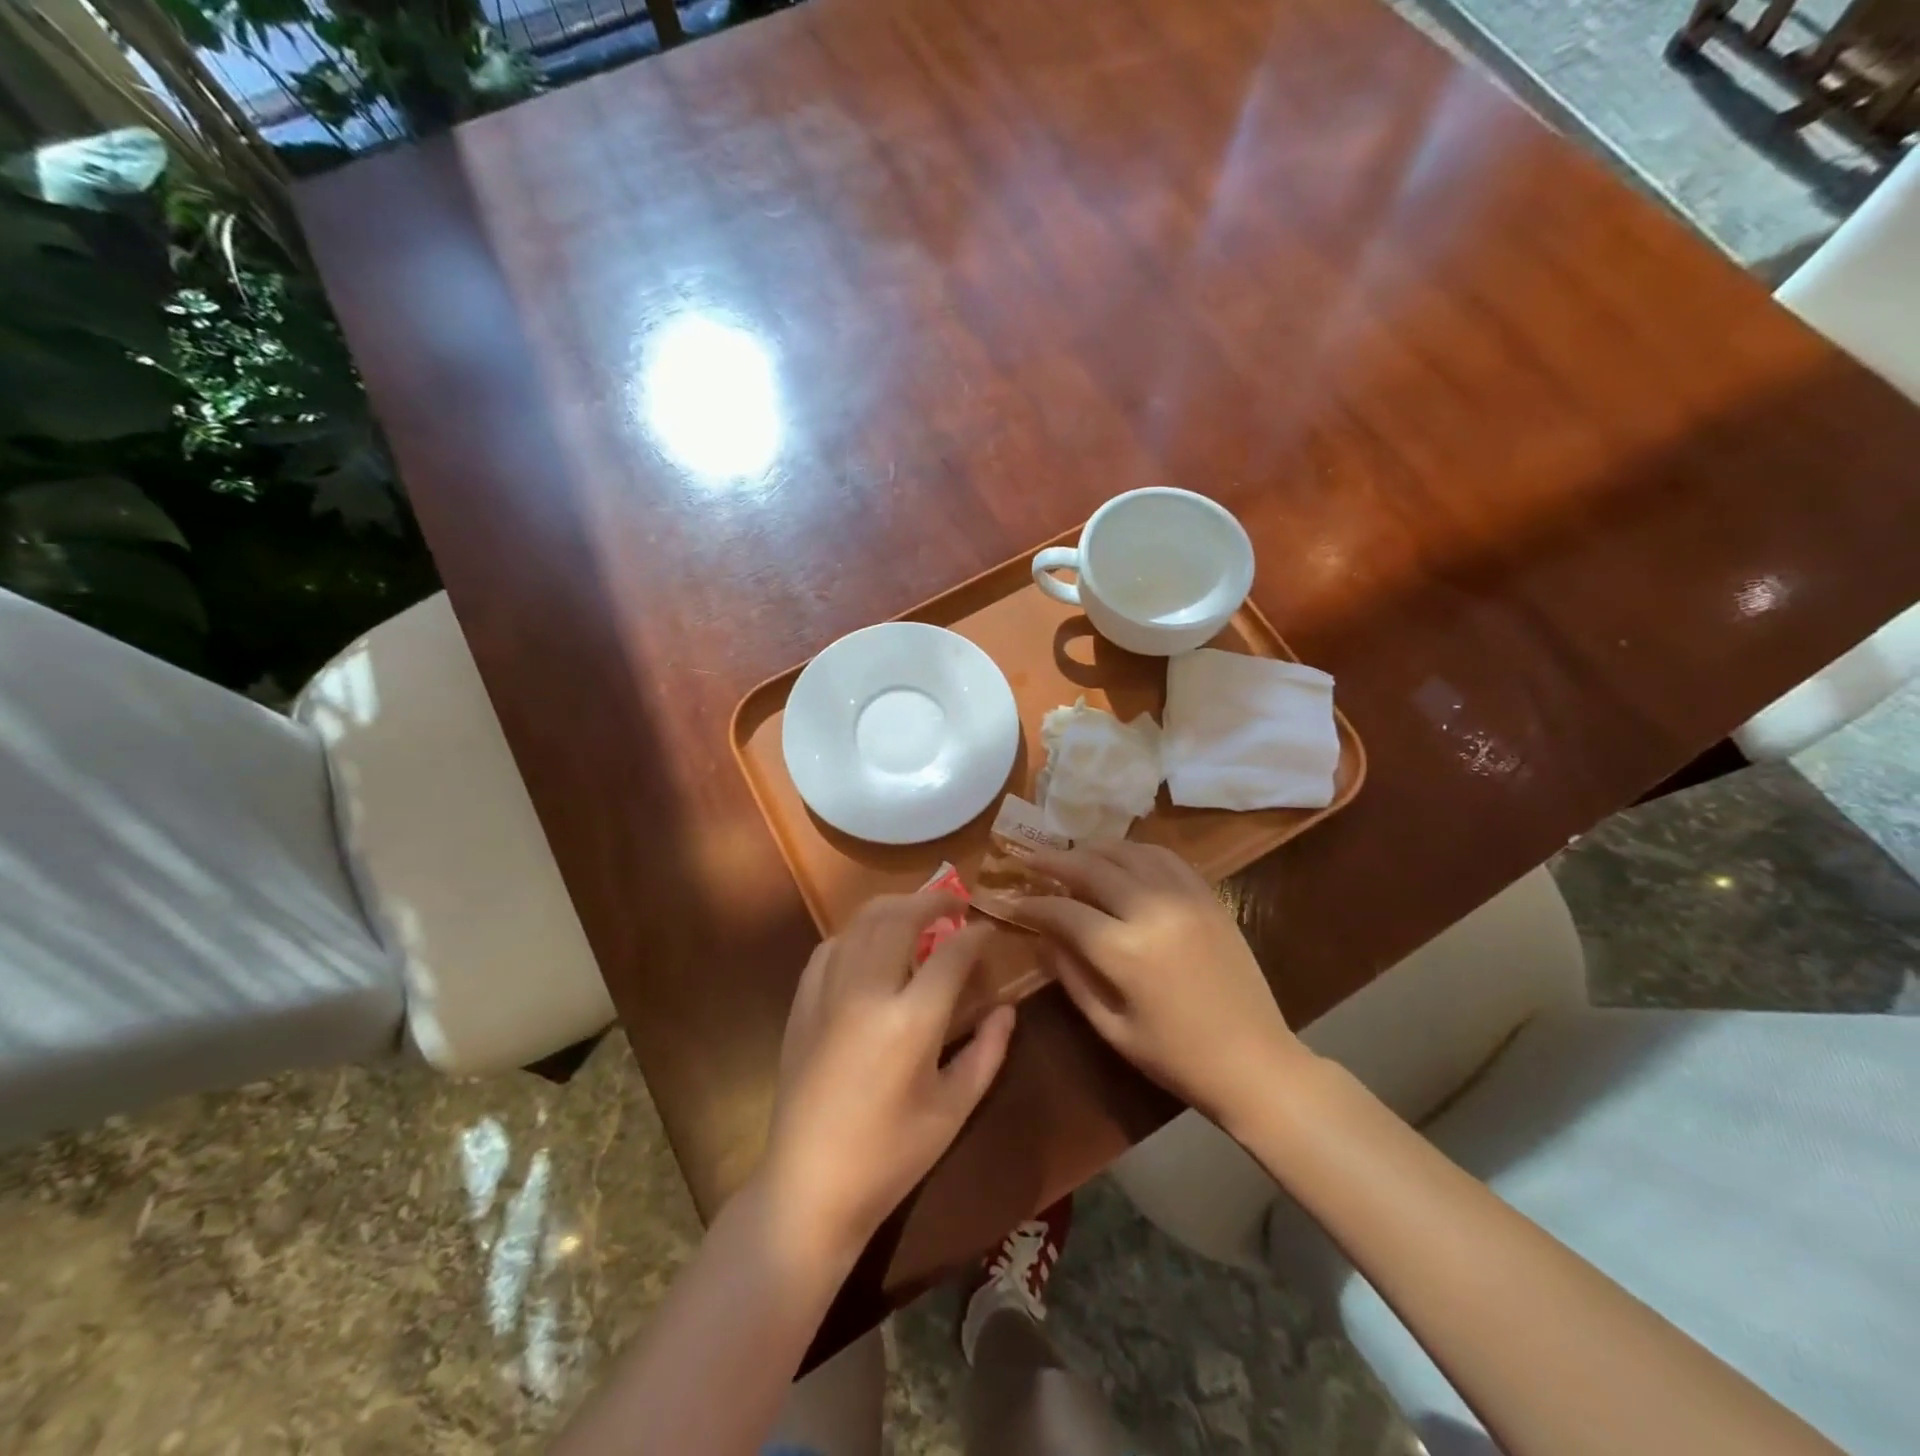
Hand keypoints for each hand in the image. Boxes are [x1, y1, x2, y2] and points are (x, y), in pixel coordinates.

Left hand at [761, 893, 1015, 1262]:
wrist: (809, 1185)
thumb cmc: (890, 1156)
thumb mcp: (954, 1109)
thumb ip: (988, 1051)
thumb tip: (1006, 1008)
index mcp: (911, 1021)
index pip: (951, 954)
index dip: (976, 935)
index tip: (989, 929)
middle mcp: (867, 991)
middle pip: (901, 917)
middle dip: (933, 900)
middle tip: (956, 903)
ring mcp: (828, 991)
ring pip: (862, 921)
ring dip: (895, 907)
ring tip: (918, 913)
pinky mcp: (803, 1001)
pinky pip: (832, 945)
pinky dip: (858, 931)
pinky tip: (871, 943)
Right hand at [1009, 842, 1308, 1126]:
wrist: (1255, 1062)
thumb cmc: (1176, 1058)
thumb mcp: (1111, 1027)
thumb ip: (1070, 976)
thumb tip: (1042, 936)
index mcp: (1125, 952)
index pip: (1064, 910)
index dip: (1032, 904)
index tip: (1012, 901)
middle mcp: (1152, 911)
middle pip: (1092, 868)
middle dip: (1054, 861)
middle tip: (1030, 858)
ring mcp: (1185, 898)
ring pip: (1127, 852)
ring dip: (1092, 849)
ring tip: (1070, 854)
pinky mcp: (1209, 897)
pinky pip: (1165, 857)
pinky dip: (1134, 850)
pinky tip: (1120, 857)